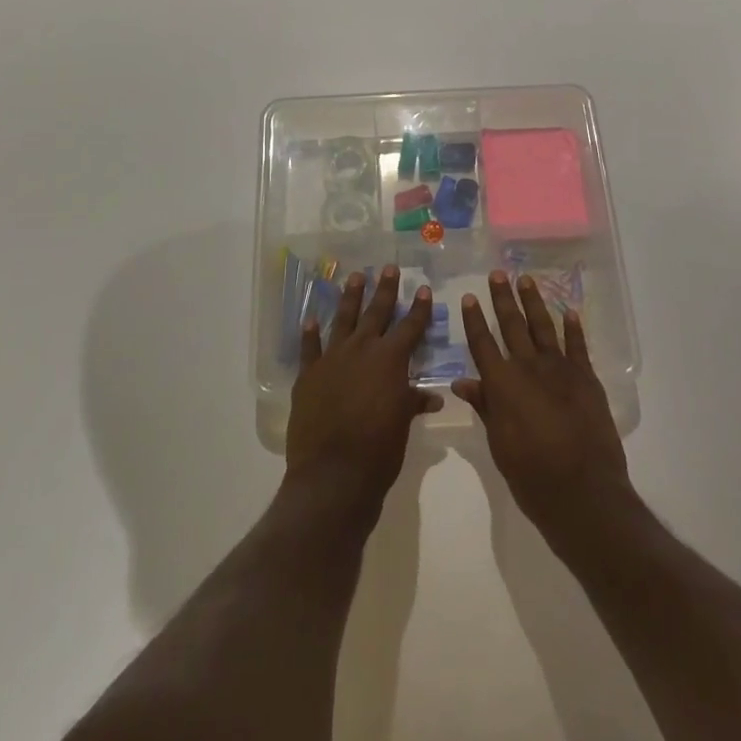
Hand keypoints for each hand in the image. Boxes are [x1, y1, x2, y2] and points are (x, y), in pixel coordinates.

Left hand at [287, 265, 441, 519]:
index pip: (410, 326)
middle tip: (388, 267)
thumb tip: (431, 397)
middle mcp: (362, 350)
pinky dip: (310, 334)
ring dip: (350, 298)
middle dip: (384, 290)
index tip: (423, 289)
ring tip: (355, 276)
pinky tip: (310, 319)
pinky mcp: (309, 375)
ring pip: (343, 320)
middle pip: (376, 313)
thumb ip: (412, 403)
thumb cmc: (379, 450)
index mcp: (390, 360)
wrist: (333, 473)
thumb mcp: (402, 425)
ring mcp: (332, 359)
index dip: (418, 308)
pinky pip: (310, 348)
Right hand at [455, 271, 631, 548]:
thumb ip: (484, 406)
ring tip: (526, 280)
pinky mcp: (586, 378)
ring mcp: (560, 370)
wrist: (583, 491)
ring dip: (533, 302)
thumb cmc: (532, 475)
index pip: (483, 343)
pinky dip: (573, 328)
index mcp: (502, 384)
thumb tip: (462, 381)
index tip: (469, 297)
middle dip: (503, 299)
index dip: (474, 320)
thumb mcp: (498, 444)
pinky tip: (569, 311)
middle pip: (512, 326)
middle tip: (498, 274)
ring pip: (543, 327)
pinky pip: (577, 346)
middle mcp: (528, 368)